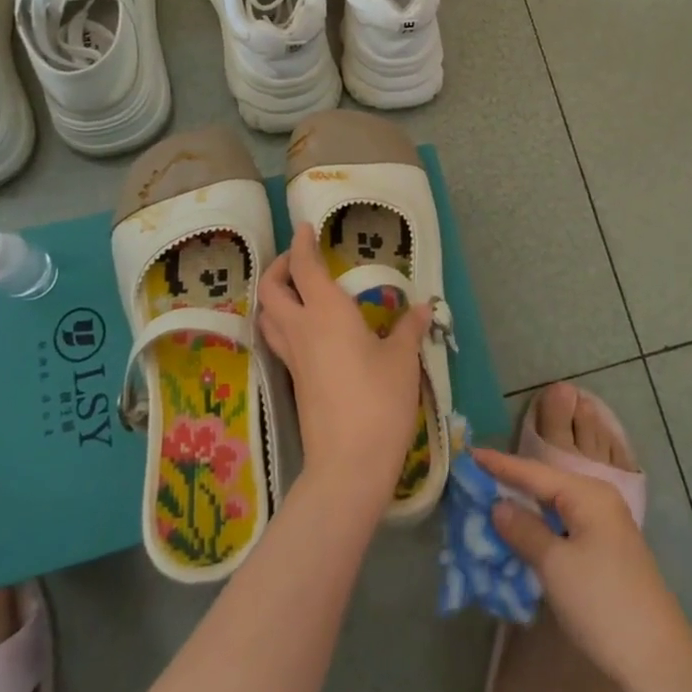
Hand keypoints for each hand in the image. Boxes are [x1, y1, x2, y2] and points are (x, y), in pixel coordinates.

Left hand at [259, 222, 429, 499]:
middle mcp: (301, 329)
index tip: (304, 227)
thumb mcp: (402, 360)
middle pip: (270, 290)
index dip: (301, 243)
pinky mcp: (295, 381)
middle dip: (278, 268)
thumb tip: (424, 307)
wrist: (348, 464)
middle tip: (297, 259)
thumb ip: (409, 328)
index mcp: (325, 312)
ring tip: (296, 290)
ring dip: (274, 296)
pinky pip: (278, 339)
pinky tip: (307, 329)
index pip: (303, 267)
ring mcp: (293, 357)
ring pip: (268, 316)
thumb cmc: (378, 401)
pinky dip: (282, 322)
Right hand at [476, 448, 691, 691]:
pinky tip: (522, 536)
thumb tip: (499, 505)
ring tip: (491, 504)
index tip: (470, 454)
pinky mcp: (606, 553)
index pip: (535, 472)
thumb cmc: (603, 603)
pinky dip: (541, 529)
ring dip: (525, 510)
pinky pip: (565, 528)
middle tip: (476, 480)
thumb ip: (524, 531)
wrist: (658, 660)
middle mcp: (599, 501)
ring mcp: (606, 528)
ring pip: (555, 508)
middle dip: (512, 484)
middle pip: (546, 485)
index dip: (501, 464)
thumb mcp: (555, 566)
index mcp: (588, 494)